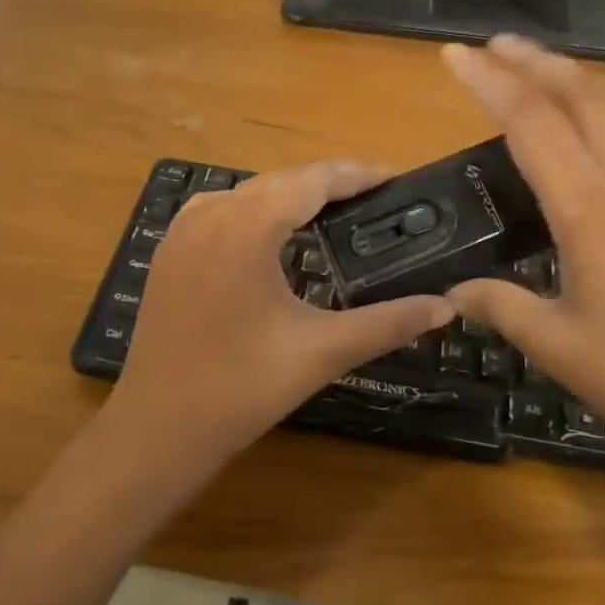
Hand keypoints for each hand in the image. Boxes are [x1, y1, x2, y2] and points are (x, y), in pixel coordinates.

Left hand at [108, 161, 453, 478]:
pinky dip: (255, 209)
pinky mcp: (169, 252)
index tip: (395, 178)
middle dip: (329, 183)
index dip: (357, 174)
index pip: (312, 179)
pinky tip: (272, 233)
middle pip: (281, 179)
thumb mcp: (322, 352)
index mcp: (247, 227)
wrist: (157, 430)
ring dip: (291, 193)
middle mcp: (211, 215)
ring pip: (248, 191)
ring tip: (334, 211)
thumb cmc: (241, 389)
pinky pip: (221, 209)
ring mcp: (183, 232)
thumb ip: (388, 323)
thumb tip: (446, 307)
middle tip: (374, 199)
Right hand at [441, 36, 604, 566]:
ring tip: (537, 65)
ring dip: (574, 77)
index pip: (532, 124)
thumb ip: (499, 306)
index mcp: (590, 212)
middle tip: (492, 45)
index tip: (454, 55)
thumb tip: (454, 291)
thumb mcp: (557, 346)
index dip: (490, 83)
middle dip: (533, 62)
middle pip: (580, 98)